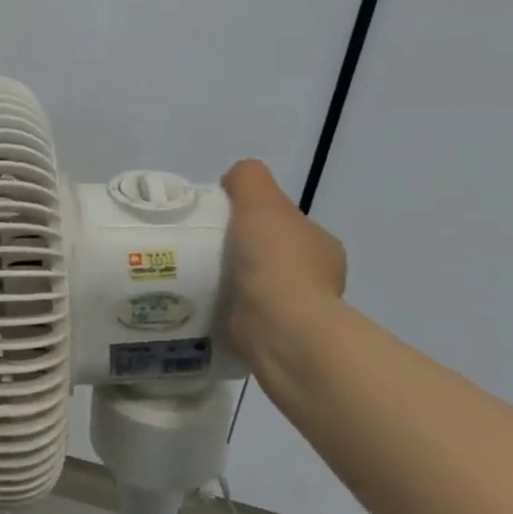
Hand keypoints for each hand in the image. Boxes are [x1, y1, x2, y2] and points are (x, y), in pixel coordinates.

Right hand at [219, 160, 346, 374]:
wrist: (280, 328)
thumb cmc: (275, 261)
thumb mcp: (261, 201)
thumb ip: (249, 179)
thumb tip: (233, 180)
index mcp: (320, 245)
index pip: (282, 223)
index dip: (252, 217)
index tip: (220, 221)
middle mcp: (314, 277)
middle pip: (265, 252)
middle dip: (237, 249)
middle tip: (200, 247)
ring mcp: (294, 309)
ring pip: (253, 284)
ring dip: (227, 280)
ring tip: (192, 274)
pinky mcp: (271, 334)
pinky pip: (241, 312)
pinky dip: (223, 306)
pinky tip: (200, 300)